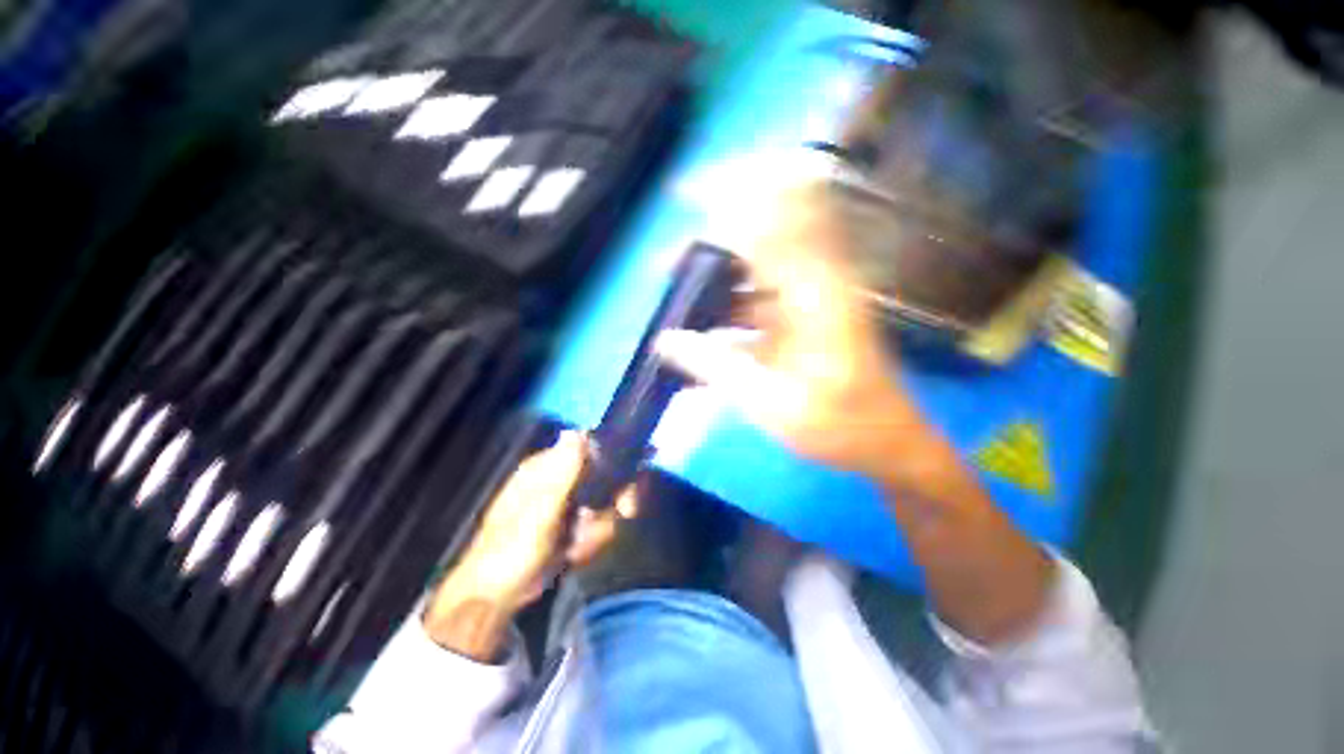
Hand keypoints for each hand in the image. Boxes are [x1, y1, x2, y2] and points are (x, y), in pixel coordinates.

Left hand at [424, 432, 635, 659]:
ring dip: (600, 527)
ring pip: (606, 502)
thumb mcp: (539, 512)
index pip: (592, 446)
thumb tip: (576, 430)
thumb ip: (561, 474)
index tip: (635, 476)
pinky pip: (598, 522)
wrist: (497, 597)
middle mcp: (560, 478)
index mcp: (547, 466)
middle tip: (626, 513)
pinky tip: (576, 553)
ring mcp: (568, 501)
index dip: (616, 457)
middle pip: (606, 474)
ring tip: (578, 546)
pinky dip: (593, 538)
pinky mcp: (573, 522)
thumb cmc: (512, 550)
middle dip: (614, 500)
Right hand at [658, 183, 1052, 644]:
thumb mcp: (774, 405)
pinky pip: (756, 296)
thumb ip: (718, 368)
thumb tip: (664, 340)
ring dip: (713, 276)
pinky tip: (700, 327)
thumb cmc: (840, 427)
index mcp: (818, 293)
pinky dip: (725, 304)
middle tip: (667, 265)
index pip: (773, 220)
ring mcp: (807, 299)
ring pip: (753, 268)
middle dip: (710, 241)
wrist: (885, 442)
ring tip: (675, 296)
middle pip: (760, 234)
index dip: (729, 198)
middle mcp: (815, 283)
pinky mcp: (800, 316)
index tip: (684, 192)